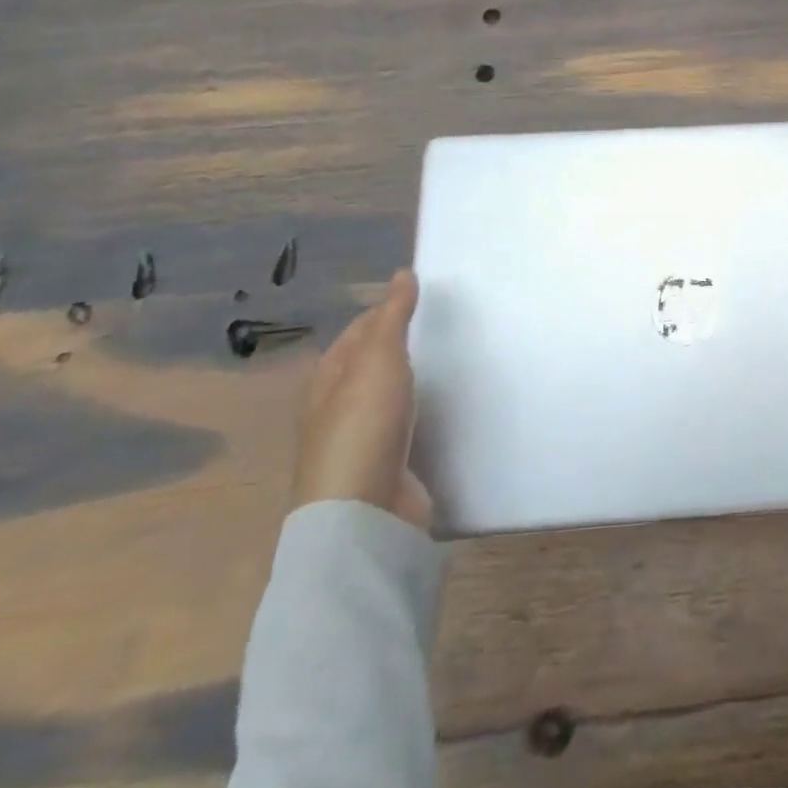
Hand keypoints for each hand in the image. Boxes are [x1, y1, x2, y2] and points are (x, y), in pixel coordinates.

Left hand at [291, 269, 431, 531]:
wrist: (364, 514)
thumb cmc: (363, 426)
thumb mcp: (378, 359)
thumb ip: (393, 316)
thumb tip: (402, 273)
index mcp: (329, 378)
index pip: (359, 330)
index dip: (387, 309)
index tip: (427, 296)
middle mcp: (340, 406)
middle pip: (374, 362)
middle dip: (405, 343)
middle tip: (450, 324)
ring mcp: (363, 439)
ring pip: (393, 394)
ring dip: (418, 378)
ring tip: (458, 358)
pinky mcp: (388, 465)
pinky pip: (410, 425)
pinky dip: (427, 410)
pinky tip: (450, 405)